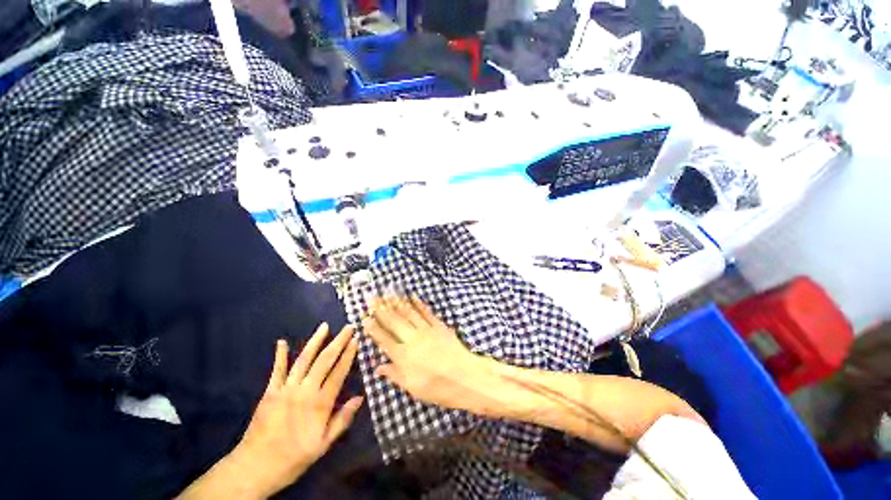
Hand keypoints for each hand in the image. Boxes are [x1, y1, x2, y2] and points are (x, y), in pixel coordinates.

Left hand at [229, 324, 362, 497]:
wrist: (255, 468)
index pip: (339, 373)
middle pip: (324, 361)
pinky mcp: (270, 392)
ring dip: (315, 341)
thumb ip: (342, 420)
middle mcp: (305, 391)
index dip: (348, 355)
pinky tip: (282, 342)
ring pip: (304, 360)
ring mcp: (286, 389)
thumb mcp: (323, 445)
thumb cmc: (294, 457)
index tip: (356, 340)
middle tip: (348, 327)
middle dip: (338, 342)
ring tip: (325, 326)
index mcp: (320, 404)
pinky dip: (280, 355)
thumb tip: (360, 397)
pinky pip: (277, 370)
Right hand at [362, 296, 503, 414]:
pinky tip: (412, 296)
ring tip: (387, 293)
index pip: (384, 339)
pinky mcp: (439, 325)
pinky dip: (418, 303)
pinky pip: (426, 312)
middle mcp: (412, 339)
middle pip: (394, 321)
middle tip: (372, 297)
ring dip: (397, 302)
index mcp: (403, 356)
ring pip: (408, 313)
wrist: (465, 377)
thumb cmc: (437, 388)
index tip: (365, 317)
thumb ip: (395, 374)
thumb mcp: (413, 387)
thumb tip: (378, 367)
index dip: (374, 328)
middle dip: (381, 309)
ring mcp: (426, 330)